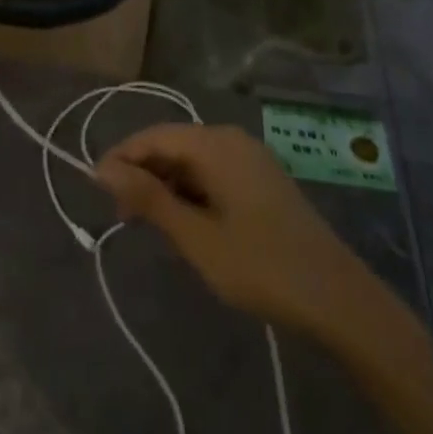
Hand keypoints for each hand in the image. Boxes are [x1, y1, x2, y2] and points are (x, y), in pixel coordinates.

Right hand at [97, 124, 374, 338]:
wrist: (337, 297)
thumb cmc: (261, 265)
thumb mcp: (197, 237)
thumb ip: (149, 199)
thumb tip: (103, 168)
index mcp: (216, 144)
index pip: (154, 136)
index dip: (122, 157)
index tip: (94, 188)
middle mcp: (232, 139)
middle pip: (174, 145)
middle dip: (143, 174)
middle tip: (120, 216)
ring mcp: (250, 158)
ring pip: (193, 160)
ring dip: (166, 186)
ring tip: (148, 225)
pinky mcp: (261, 179)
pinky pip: (213, 172)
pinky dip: (191, 192)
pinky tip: (185, 223)